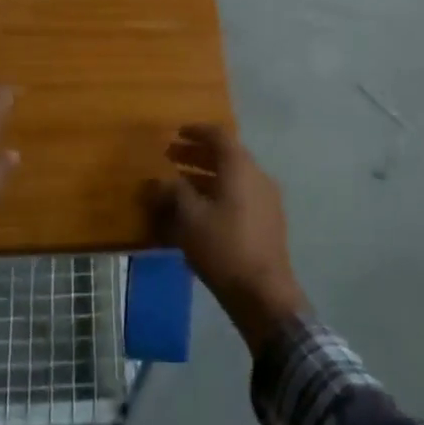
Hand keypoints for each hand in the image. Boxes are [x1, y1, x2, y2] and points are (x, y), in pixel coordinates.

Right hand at [145, 125, 307, 351]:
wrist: (263, 293)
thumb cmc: (223, 246)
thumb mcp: (190, 217)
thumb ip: (172, 192)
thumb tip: (155, 181)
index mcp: (240, 167)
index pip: (218, 135)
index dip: (196, 131)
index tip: (176, 133)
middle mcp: (257, 176)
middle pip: (225, 156)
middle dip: (196, 155)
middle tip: (170, 157)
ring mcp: (266, 200)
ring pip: (232, 178)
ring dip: (205, 176)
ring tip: (179, 186)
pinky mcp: (268, 222)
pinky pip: (239, 196)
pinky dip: (217, 195)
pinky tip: (199, 212)